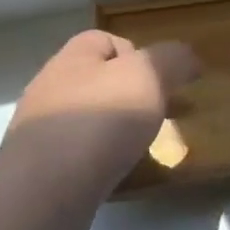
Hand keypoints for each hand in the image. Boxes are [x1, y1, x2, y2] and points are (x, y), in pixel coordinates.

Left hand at [4, 31, 200, 200]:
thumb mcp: (148, 76)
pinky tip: (118, 173)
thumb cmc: (100, 120)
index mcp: (73, 58)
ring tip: (144, 147)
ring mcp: (41, 130)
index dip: (137, 54)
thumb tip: (188, 57)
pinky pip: (79, 155)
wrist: (45, 189)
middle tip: (162, 115)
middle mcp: (52, 88)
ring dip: (117, 129)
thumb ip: (171, 60)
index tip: (161, 79)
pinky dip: (102, 160)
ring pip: (89, 119)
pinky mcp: (41, 168)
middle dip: (132, 95)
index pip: (105, 40)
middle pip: (98, 81)